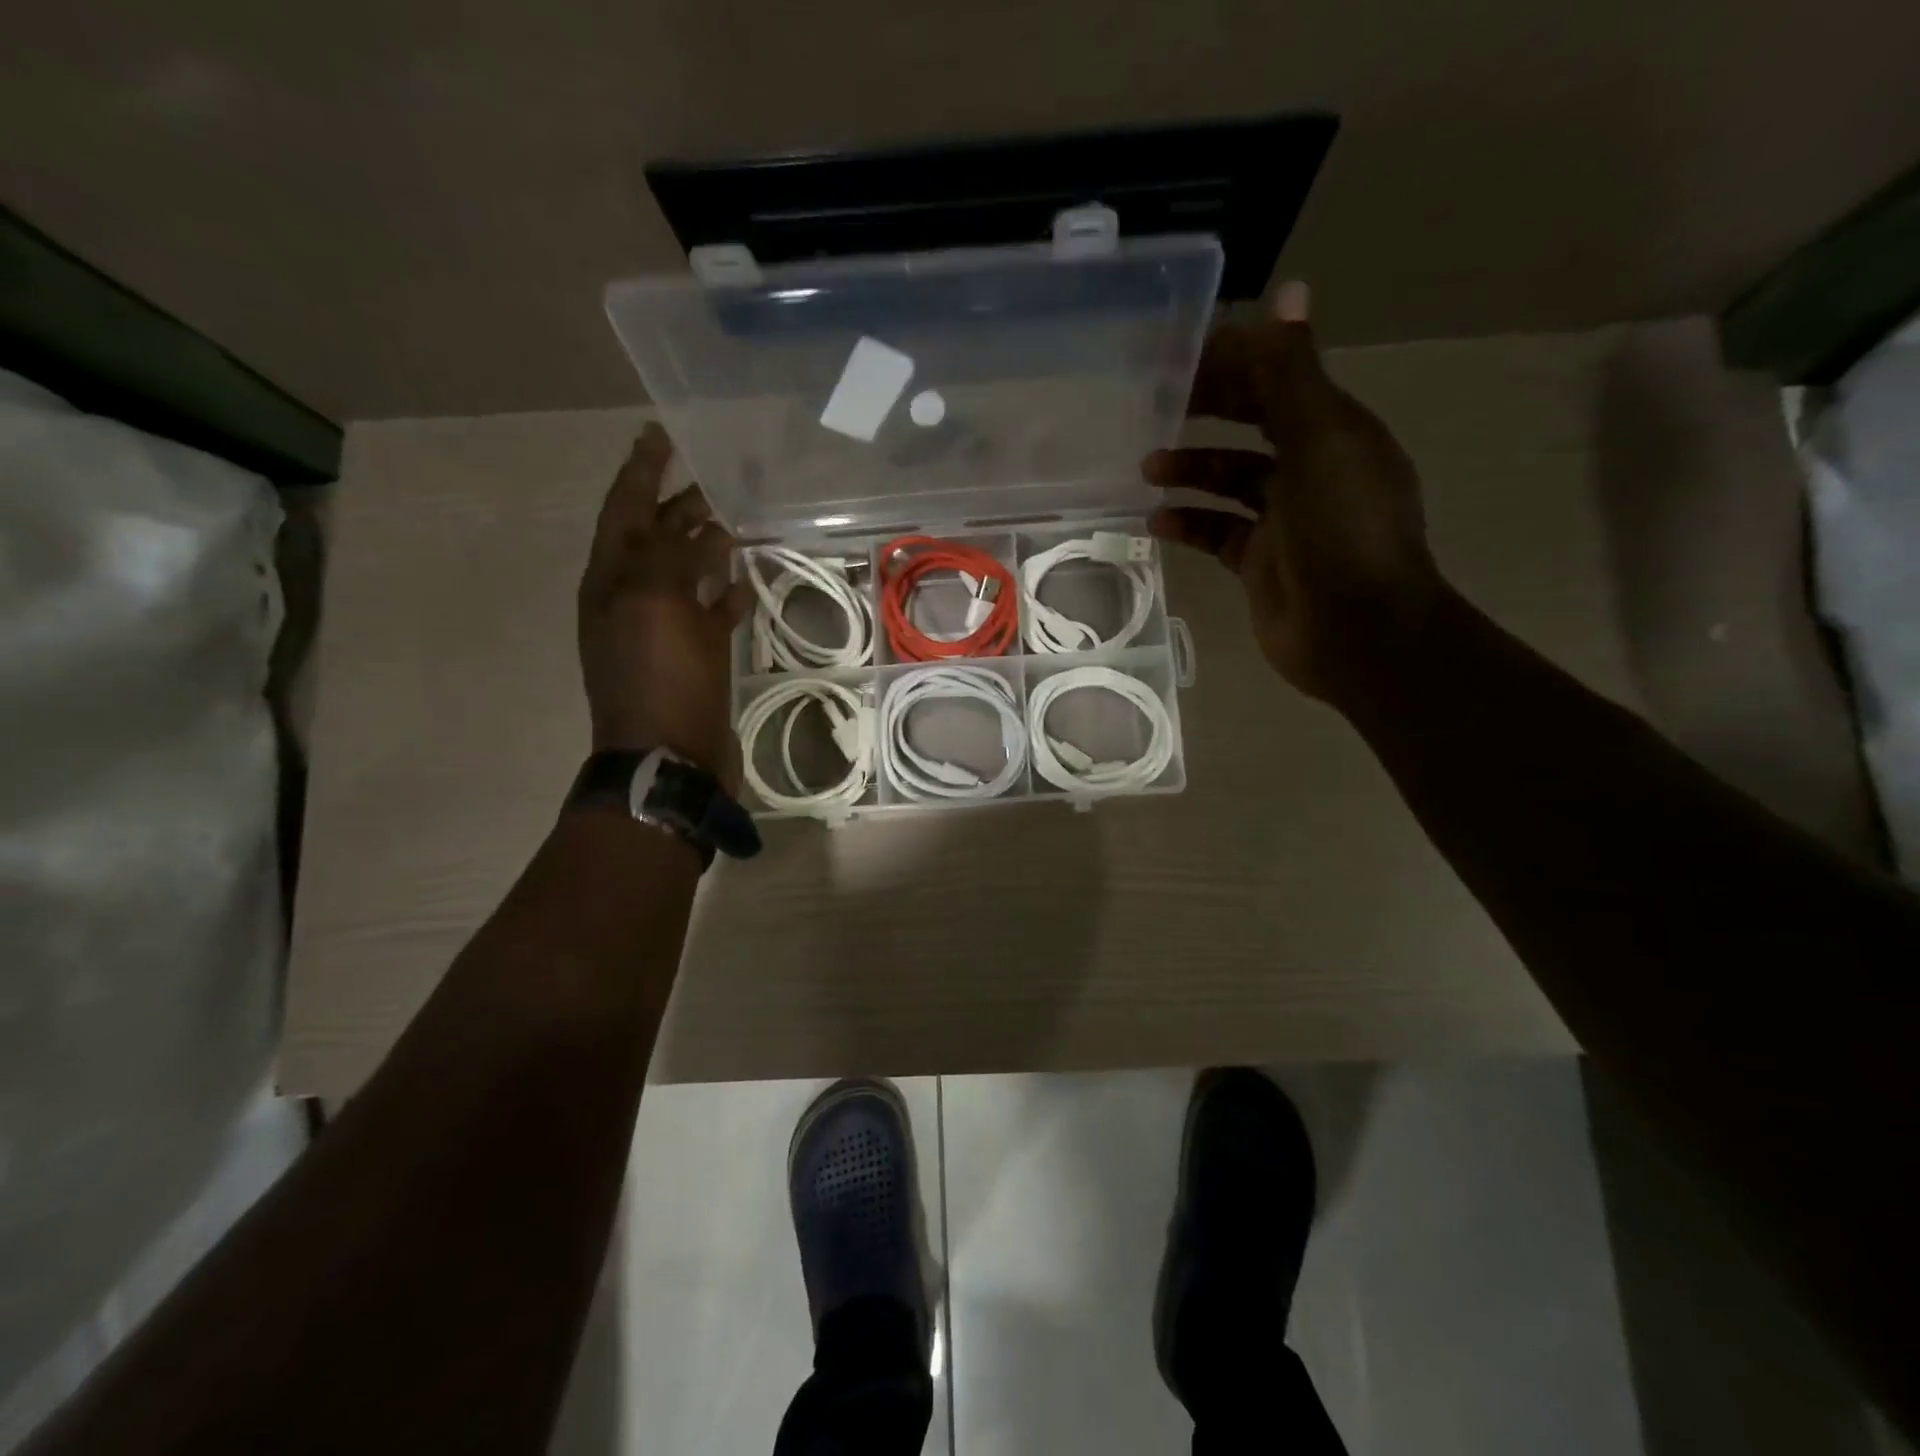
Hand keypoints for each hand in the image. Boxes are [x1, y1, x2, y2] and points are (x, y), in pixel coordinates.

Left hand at [578, 424, 751, 785]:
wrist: (669, 757)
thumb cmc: (659, 678)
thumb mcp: (655, 604)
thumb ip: (670, 554)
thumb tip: (700, 528)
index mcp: (611, 579)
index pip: (623, 508)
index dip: (641, 469)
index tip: (660, 433)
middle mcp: (630, 598)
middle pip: (655, 537)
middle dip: (679, 504)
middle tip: (717, 476)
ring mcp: (661, 630)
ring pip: (684, 574)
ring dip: (706, 546)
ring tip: (738, 521)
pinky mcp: (692, 658)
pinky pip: (707, 614)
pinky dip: (724, 594)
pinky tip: (746, 582)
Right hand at [1145, 282, 1443, 706]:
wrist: (1358, 633)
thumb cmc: (1343, 532)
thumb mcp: (1320, 443)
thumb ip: (1294, 374)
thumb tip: (1288, 291)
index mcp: (1334, 431)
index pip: (1280, 379)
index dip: (1235, 360)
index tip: (1180, 353)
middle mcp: (1312, 469)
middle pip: (1252, 425)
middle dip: (1207, 411)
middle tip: (1154, 404)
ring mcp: (1285, 520)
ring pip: (1230, 480)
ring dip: (1191, 468)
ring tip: (1147, 468)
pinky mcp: (1260, 562)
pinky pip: (1218, 532)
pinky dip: (1190, 523)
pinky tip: (1156, 522)